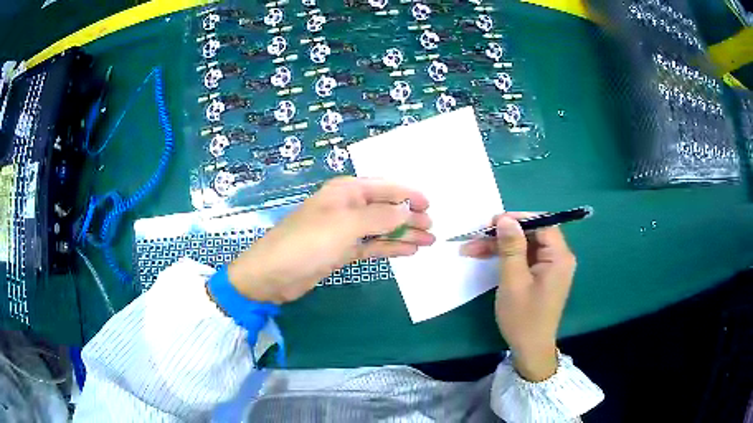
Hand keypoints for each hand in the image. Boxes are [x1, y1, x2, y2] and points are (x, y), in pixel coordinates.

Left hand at [228, 177, 434, 303]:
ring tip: (428, 241)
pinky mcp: (343, 250)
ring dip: (404, 234)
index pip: (385, 188)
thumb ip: (380, 217)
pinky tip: (408, 251)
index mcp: (347, 191)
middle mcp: (348, 207)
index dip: (408, 195)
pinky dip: (390, 247)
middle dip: (410, 217)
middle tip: (433, 228)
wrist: (275, 273)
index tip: (430, 205)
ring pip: (382, 229)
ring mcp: (346, 230)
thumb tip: (408, 211)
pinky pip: (372, 246)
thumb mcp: (346, 225)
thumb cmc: (308, 242)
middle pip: (386, 208)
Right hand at [461, 213, 575, 380]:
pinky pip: (524, 258)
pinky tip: (485, 257)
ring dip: (500, 246)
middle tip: (477, 236)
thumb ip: (511, 247)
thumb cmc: (523, 317)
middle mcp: (558, 258)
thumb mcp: (513, 280)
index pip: (543, 223)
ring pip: (525, 245)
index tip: (493, 221)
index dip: (519, 219)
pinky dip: (506, 257)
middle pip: (532, 234)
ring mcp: (550, 268)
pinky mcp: (541, 276)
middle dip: (504, 234)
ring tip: (472, 248)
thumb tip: (505, 218)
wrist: (529, 349)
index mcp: (559, 257)